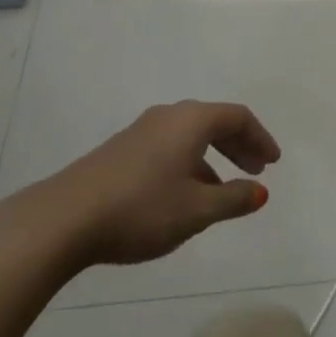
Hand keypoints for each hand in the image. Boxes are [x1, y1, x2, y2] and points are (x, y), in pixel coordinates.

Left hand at [23, 100, 280, 269]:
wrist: (62, 220)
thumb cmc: (142, 208)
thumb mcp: (197, 210)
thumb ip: (233, 199)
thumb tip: (259, 192)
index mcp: (192, 121)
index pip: (238, 118)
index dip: (260, 138)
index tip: (273, 163)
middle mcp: (168, 117)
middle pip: (214, 122)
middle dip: (239, 146)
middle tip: (256, 171)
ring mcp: (140, 132)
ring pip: (189, 137)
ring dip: (213, 157)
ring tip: (222, 191)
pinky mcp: (119, 152)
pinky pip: (168, 148)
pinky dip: (188, 163)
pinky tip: (183, 196)